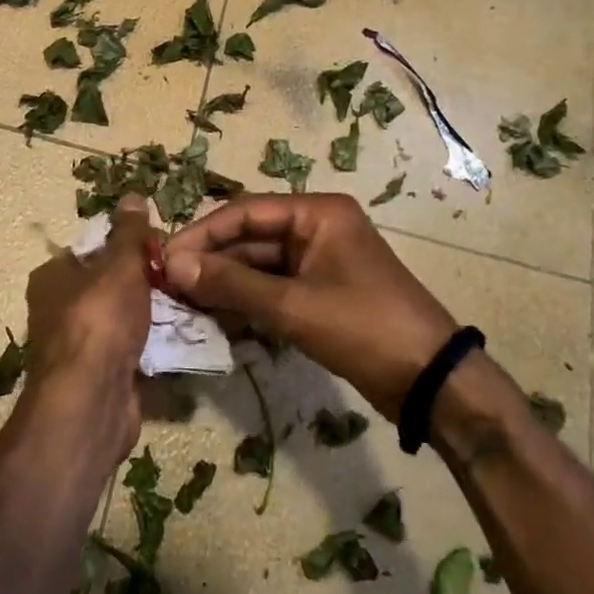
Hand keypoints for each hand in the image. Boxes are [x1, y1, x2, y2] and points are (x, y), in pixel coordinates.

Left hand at [22, 196, 153, 463]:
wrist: (91, 400)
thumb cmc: (100, 319)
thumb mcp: (120, 265)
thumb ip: (129, 233)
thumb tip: (133, 196)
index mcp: (52, 276)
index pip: (91, 248)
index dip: (126, 245)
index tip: (160, 247)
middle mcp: (56, 309)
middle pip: (108, 284)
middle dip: (143, 281)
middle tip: (179, 276)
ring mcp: (76, 346)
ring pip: (120, 318)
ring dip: (150, 314)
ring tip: (188, 305)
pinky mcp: (96, 376)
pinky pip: (127, 349)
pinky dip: (148, 345)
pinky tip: (177, 340)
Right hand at [164, 193, 458, 421]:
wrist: (430, 381)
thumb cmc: (364, 327)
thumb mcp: (293, 305)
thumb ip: (232, 283)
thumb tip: (173, 265)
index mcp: (317, 213)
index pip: (244, 212)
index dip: (201, 235)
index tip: (164, 259)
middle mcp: (315, 229)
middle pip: (249, 238)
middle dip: (210, 262)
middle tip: (167, 288)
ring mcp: (318, 263)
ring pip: (257, 266)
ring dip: (224, 285)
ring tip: (184, 306)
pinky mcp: (319, 293)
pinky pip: (272, 289)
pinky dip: (245, 303)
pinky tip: (216, 321)